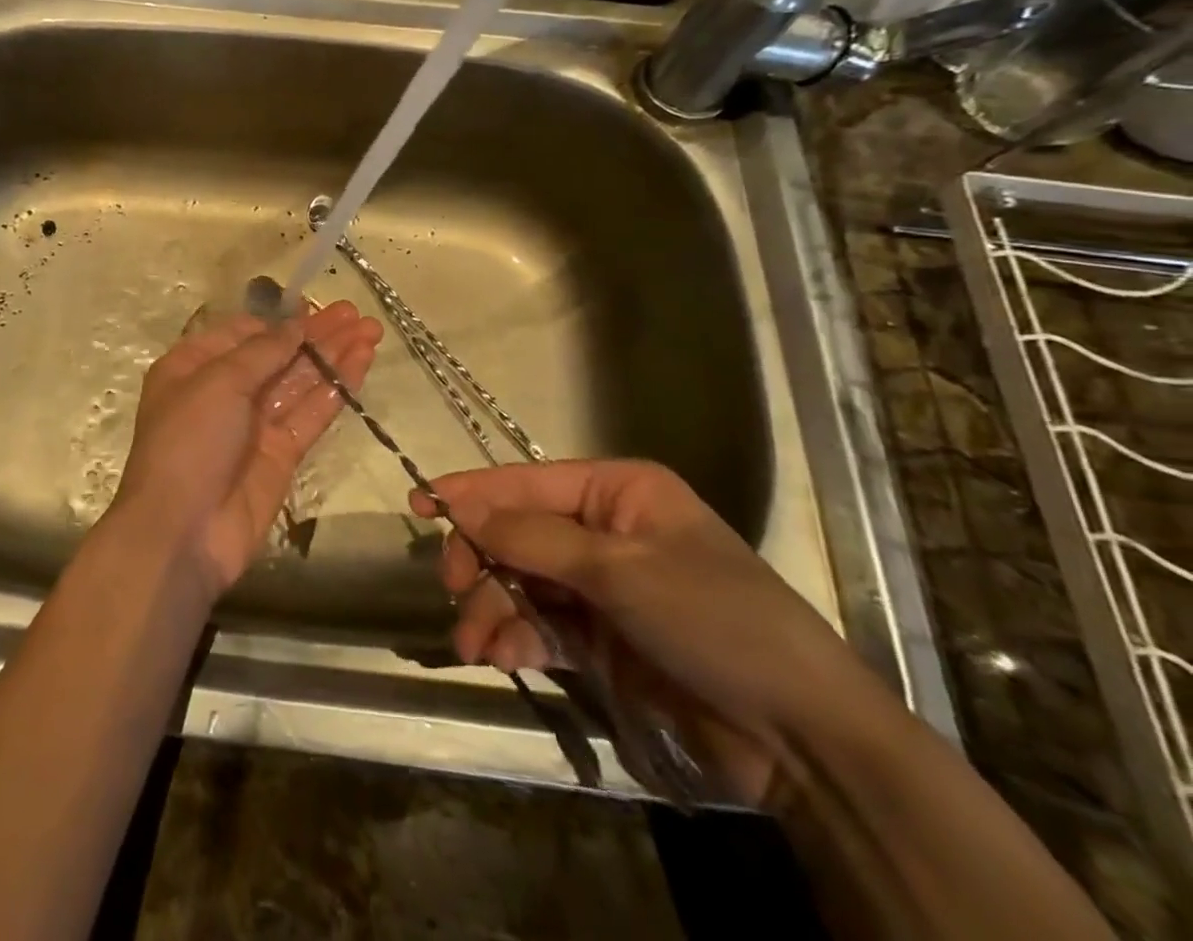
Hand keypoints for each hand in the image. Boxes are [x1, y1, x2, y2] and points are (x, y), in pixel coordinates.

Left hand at [114, 302, 381, 596]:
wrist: (183, 531)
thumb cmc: (189, 441)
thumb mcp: (218, 382)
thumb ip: (263, 351)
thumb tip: (296, 324)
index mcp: (194, 366)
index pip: (242, 334)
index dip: (279, 321)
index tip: (315, 308)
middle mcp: (224, 391)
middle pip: (277, 355)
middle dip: (316, 334)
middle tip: (356, 314)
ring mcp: (255, 424)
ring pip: (300, 382)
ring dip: (333, 356)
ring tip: (372, 331)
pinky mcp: (281, 454)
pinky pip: (311, 414)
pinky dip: (336, 388)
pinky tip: (361, 364)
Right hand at [412, 459, 879, 806]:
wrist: (800, 737)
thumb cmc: (713, 619)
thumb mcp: (619, 569)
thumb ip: (533, 538)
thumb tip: (461, 507)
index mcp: (617, 492)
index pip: (527, 483)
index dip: (472, 492)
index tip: (419, 503)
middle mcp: (603, 531)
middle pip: (517, 534)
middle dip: (481, 562)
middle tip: (452, 589)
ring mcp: (600, 587)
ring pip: (521, 583)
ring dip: (491, 609)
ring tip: (474, 646)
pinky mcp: (600, 639)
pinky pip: (540, 626)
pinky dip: (515, 638)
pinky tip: (500, 658)